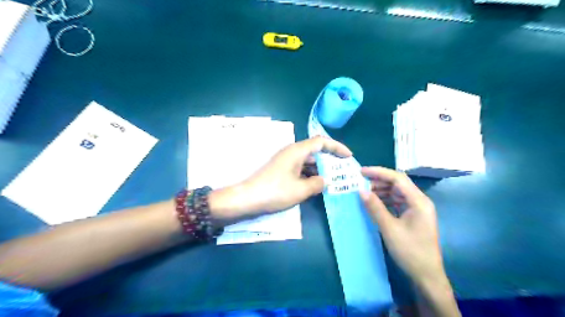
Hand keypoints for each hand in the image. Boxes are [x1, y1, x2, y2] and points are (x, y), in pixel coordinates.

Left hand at [209, 137, 351, 221]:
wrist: (248, 198)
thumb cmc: (275, 191)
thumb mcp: (300, 190)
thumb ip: (317, 183)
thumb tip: (325, 180)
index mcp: (297, 151)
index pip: (321, 141)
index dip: (337, 146)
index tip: (348, 156)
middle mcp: (292, 152)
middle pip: (315, 150)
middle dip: (330, 159)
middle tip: (343, 171)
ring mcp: (286, 161)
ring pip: (308, 161)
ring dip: (320, 169)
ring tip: (333, 180)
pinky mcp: (281, 170)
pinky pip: (300, 168)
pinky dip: (310, 174)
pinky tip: (316, 185)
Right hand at [359, 167, 448, 286]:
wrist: (426, 275)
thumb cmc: (410, 251)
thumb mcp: (389, 229)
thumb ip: (375, 208)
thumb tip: (360, 190)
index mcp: (419, 201)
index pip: (398, 178)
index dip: (379, 172)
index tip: (361, 172)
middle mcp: (420, 201)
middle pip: (398, 183)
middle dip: (378, 181)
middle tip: (359, 182)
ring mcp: (417, 208)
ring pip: (396, 192)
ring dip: (381, 190)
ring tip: (364, 192)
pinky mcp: (413, 216)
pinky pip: (397, 201)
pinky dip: (385, 200)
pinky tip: (374, 202)